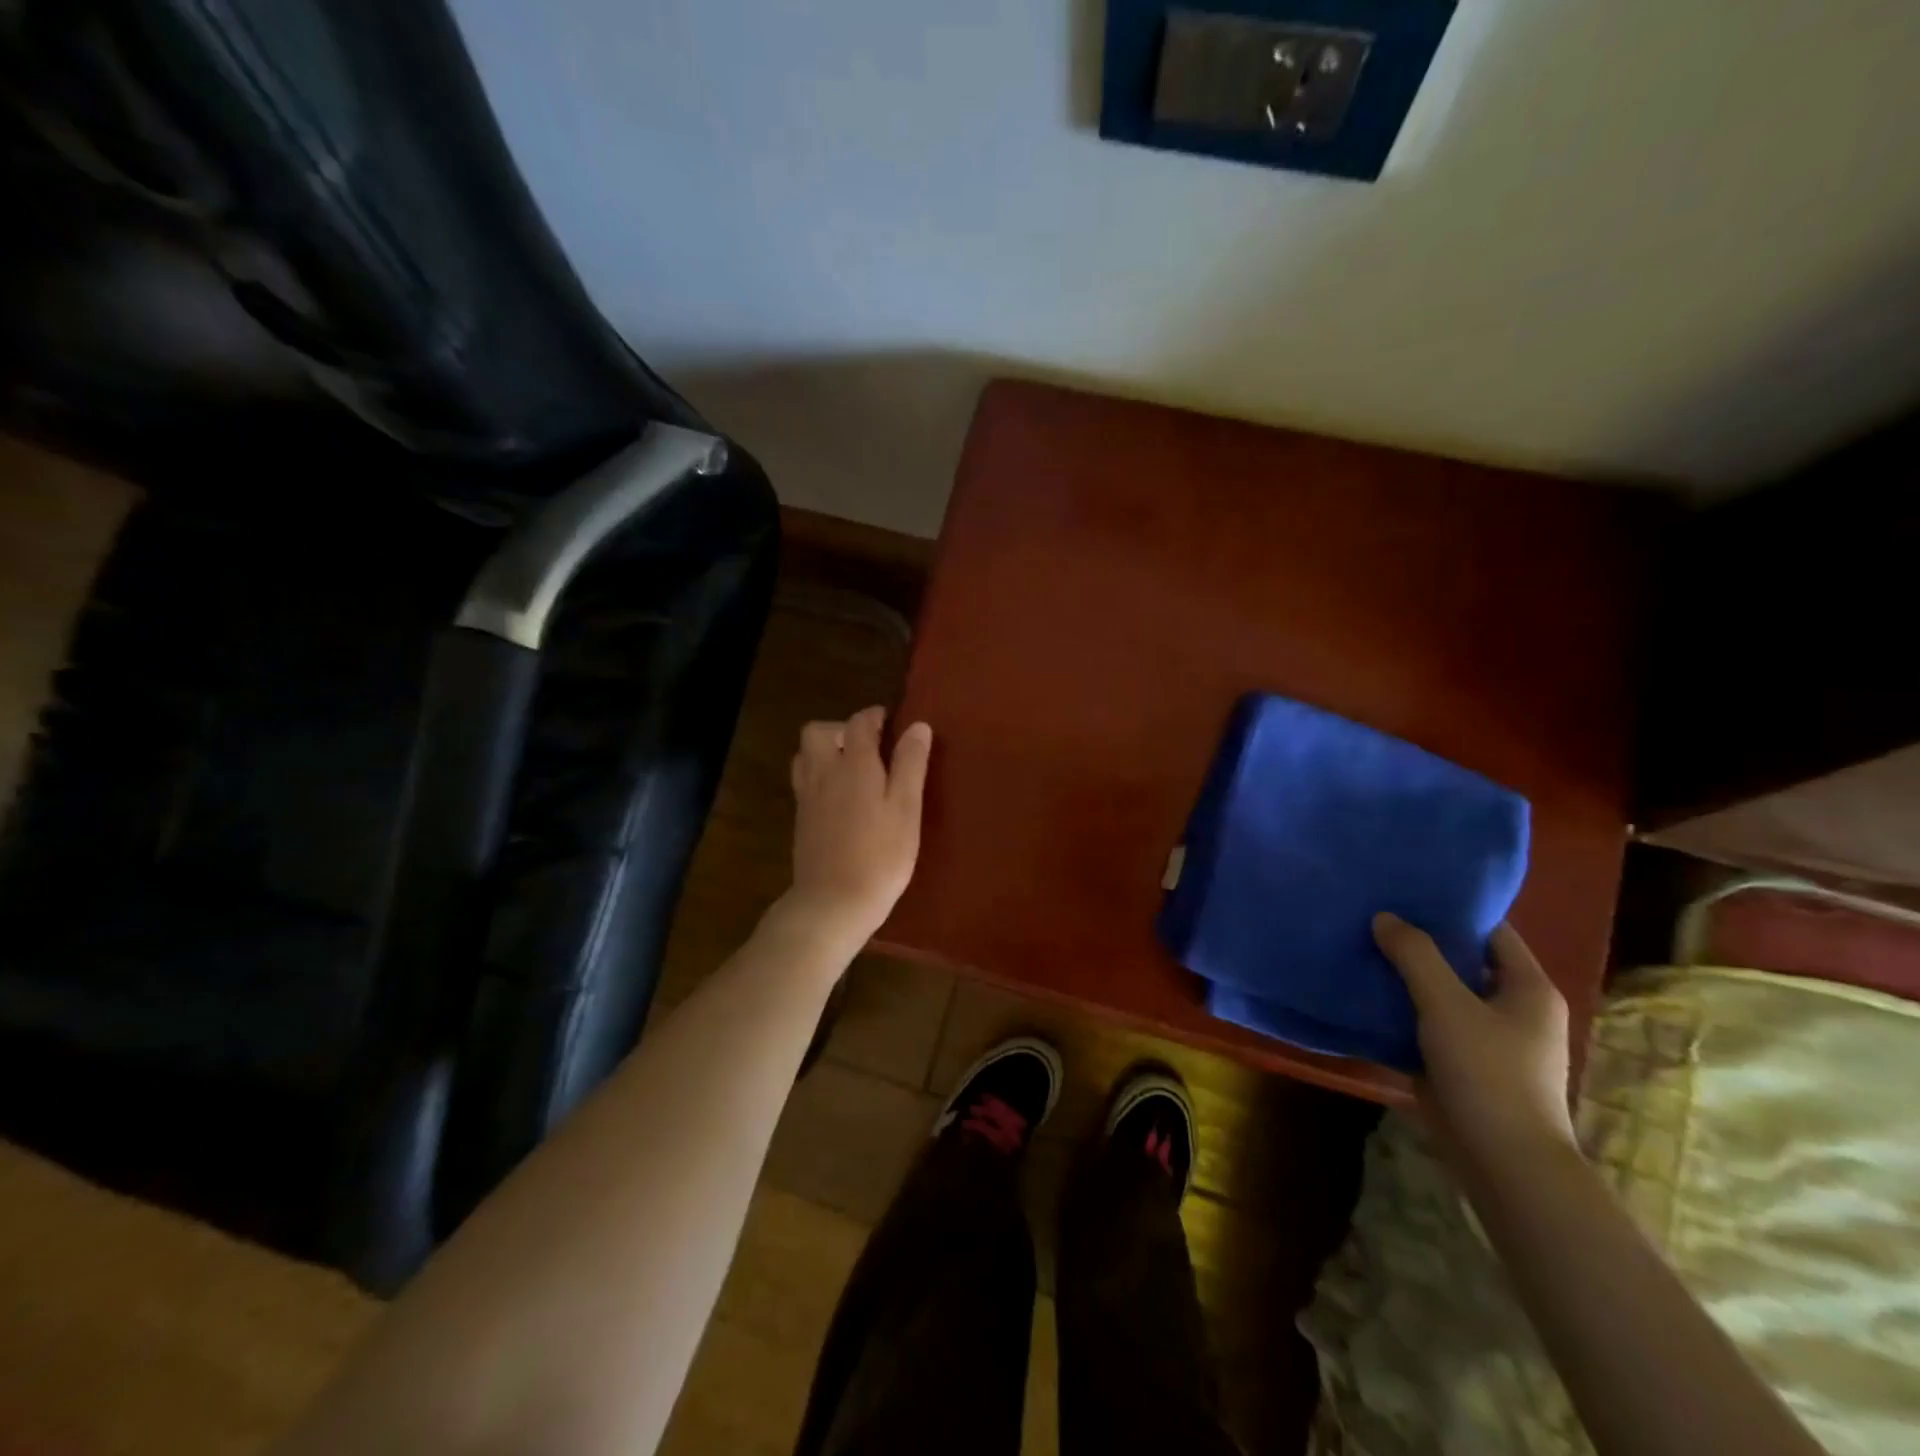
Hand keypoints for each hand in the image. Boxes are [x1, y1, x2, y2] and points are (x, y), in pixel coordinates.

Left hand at [786, 707, 931, 943]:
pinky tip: (841, 799)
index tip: (892, 721)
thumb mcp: (907, 808)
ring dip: (826, 751)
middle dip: (841, 729)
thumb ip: (911, 764)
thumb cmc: (880, 855)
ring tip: (852, 769)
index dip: (875, 716)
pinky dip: (820, 776)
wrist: (833, 902)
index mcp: (853, 764)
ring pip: (805, 755)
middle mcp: (823, 772)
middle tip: (868, 747)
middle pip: (817, 731)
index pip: (859, 722)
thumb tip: (917, 726)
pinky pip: (804, 781)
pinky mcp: (801, 820)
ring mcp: (807, 797)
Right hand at [1372, 913, 1575, 1170]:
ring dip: (1407, 976)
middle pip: (1463, 961)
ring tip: (1362, 949)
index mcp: (1528, 988)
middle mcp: (1514, 1008)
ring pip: (1442, 993)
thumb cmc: (1487, 1072)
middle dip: (1421, 942)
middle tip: (1374, 916)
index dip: (1451, 910)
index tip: (1406, 892)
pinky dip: (1403, 1009)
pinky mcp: (1463, 1064)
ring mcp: (1489, 1039)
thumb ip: (1415, 955)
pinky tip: (1366, 995)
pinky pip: (1430, 1024)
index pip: (1491, 931)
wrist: (1503, 1162)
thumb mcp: (1446, 1004)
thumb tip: (1385, 917)